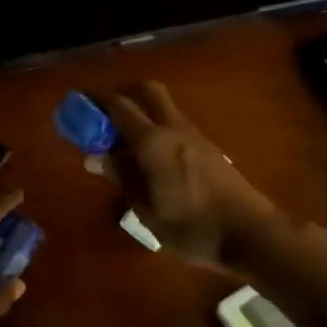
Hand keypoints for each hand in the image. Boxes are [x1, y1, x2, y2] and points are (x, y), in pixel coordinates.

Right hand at [102, 82, 277, 271]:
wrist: (251, 235)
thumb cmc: (193, 229)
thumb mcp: (147, 211)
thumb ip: (122, 178)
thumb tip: (95, 157)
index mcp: (153, 142)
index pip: (118, 106)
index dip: (95, 101)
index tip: (76, 103)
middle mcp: (174, 129)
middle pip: (147, 91)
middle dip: (122, 94)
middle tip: (102, 116)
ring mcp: (195, 136)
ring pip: (164, 108)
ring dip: (141, 113)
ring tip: (121, 143)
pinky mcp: (209, 148)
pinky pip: (175, 126)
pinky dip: (157, 129)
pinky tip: (148, 158)